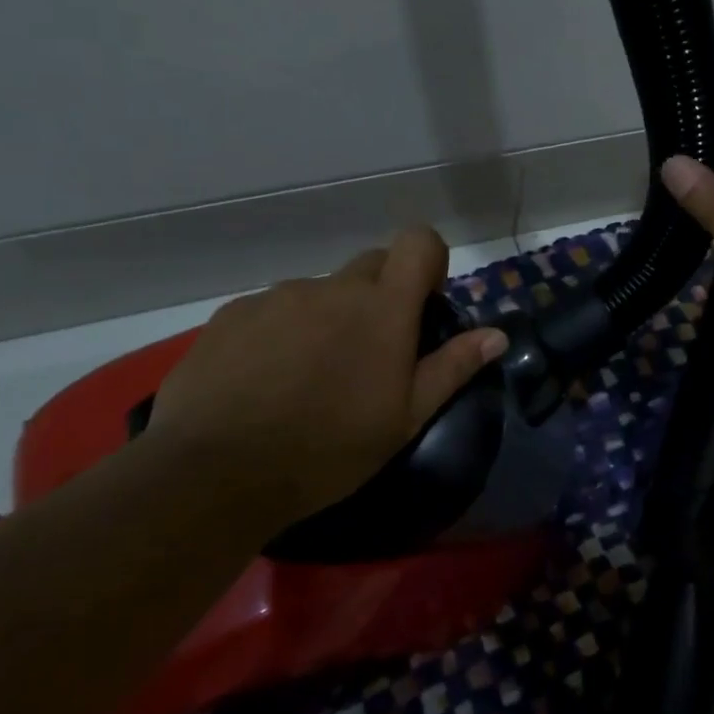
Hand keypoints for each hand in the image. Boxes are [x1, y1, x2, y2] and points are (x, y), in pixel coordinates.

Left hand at [144, 228, 507, 528]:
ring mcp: (278, 297)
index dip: (429, 260)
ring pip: (320, 292)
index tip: (423, 303)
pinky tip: (264, 381)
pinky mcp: (232, 314)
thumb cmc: (328, 448)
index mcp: (382, 307)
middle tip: (371, 352)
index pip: (419, 241)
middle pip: (371, 265)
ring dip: (327, 319)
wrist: (215, 471)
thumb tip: (497, 334)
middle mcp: (332, 287)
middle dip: (381, 295)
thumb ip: (452, 367)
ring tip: (309, 377)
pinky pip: (272, 310)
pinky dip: (280, 333)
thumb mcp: (405, 418)